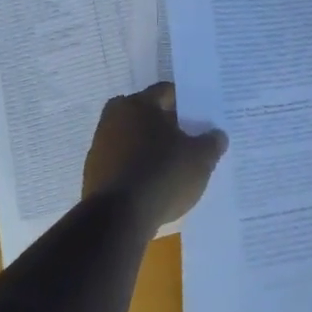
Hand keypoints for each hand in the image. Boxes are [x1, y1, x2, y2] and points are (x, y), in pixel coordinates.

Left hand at [83, 82, 227, 226]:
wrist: (118, 219)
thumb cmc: (162, 175)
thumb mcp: (200, 159)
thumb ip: (212, 142)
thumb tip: (217, 135)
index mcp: (138, 104)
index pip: (167, 92)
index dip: (187, 103)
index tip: (202, 118)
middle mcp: (114, 118)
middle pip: (148, 115)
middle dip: (168, 125)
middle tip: (190, 140)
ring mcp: (100, 147)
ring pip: (133, 139)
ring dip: (151, 148)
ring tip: (174, 166)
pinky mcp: (93, 174)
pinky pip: (123, 163)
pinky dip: (138, 168)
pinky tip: (155, 185)